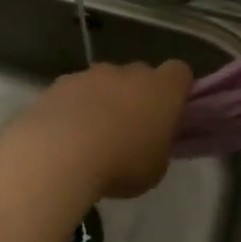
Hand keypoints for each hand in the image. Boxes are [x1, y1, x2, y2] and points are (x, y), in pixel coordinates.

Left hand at [16, 60, 193, 200]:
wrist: (61, 153)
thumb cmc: (122, 163)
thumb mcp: (155, 168)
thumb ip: (157, 146)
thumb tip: (149, 141)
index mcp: (162, 89)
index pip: (180, 73)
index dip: (176, 90)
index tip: (169, 114)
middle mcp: (129, 72)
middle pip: (140, 74)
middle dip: (137, 95)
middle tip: (129, 129)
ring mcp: (92, 74)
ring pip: (104, 81)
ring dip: (103, 100)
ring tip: (91, 136)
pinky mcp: (60, 83)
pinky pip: (75, 91)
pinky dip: (74, 107)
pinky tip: (64, 135)